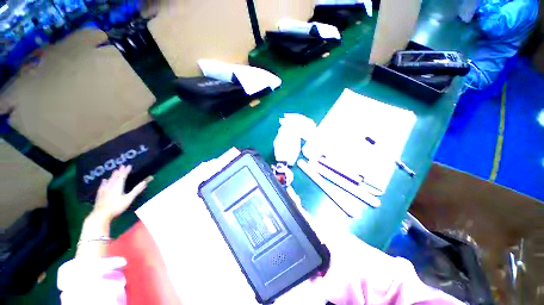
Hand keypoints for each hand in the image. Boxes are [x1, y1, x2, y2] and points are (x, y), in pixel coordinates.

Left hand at [93, 165, 148, 220]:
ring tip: (115, 171)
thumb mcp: (129, 198)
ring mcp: (104, 190)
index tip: (129, 165)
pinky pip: (102, 185)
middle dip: (119, 171)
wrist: (101, 214)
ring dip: (113, 175)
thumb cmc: (116, 206)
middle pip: (115, 177)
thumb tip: (145, 182)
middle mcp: (111, 185)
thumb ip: (136, 190)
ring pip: (109, 180)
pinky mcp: (100, 194)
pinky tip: (104, 180)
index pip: (123, 176)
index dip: (126, 170)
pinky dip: (104, 182)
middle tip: (122, 166)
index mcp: (118, 185)